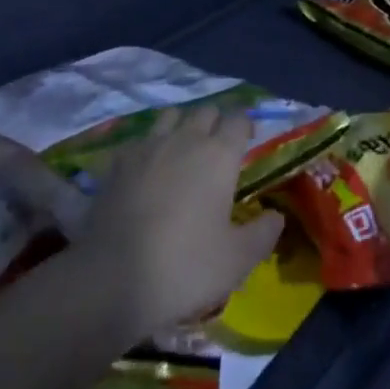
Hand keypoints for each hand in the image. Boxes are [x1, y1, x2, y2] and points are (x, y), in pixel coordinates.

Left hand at [77, 108, 284, 340]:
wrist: (113, 277)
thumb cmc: (185, 266)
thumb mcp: (237, 260)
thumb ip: (262, 233)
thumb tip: (276, 216)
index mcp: (218, 155)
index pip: (238, 119)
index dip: (246, 126)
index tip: (249, 141)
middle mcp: (184, 139)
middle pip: (205, 111)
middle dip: (216, 123)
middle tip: (219, 150)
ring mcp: (147, 146)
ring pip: (171, 116)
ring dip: (182, 126)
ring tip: (183, 151)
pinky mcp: (118, 161)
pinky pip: (141, 139)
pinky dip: (151, 146)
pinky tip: (149, 169)